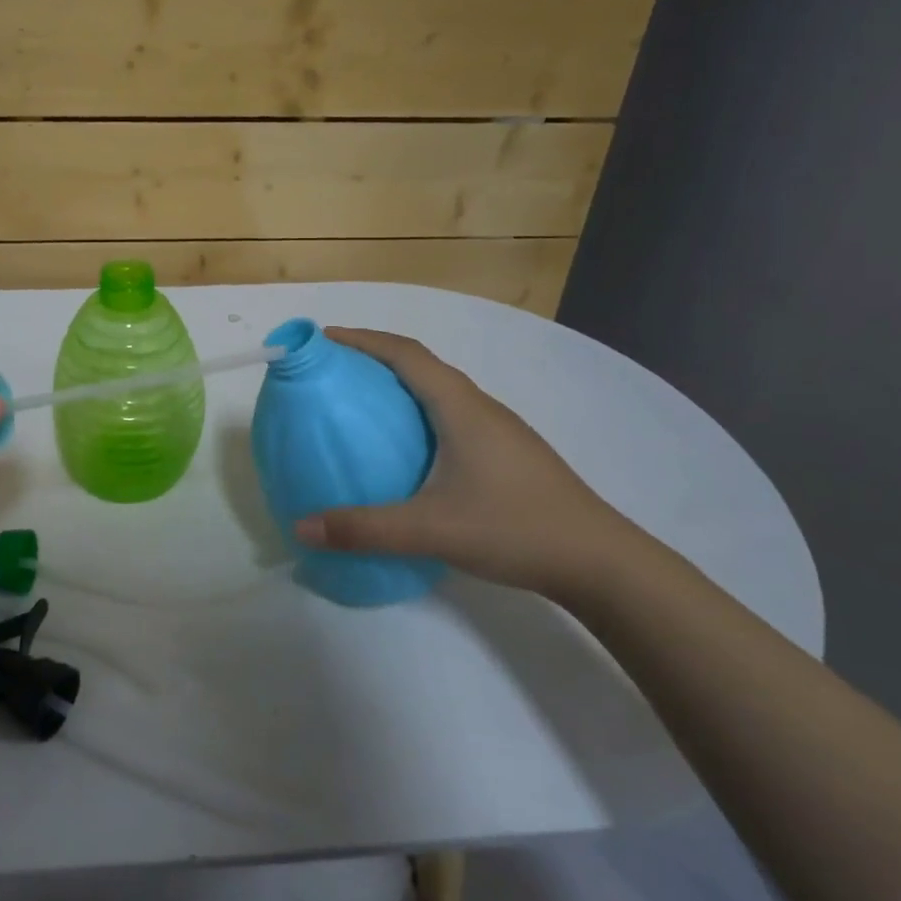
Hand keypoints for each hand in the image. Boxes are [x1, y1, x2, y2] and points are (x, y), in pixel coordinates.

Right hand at [293, 327, 634, 599]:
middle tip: (334, 374)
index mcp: (462, 408)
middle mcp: (481, 408)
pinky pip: (452, 418)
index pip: (406, 355)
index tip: (324, 339)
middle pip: (423, 367)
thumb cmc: (514, 528)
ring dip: (401, 388)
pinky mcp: (507, 455)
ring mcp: (499, 431)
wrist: (599, 561)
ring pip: (441, 393)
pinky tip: (408, 452)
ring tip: (363, 409)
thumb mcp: (430, 530)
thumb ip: (363, 528)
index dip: (363, 340)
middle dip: (376, 360)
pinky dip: (420, 416)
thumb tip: (301, 527)